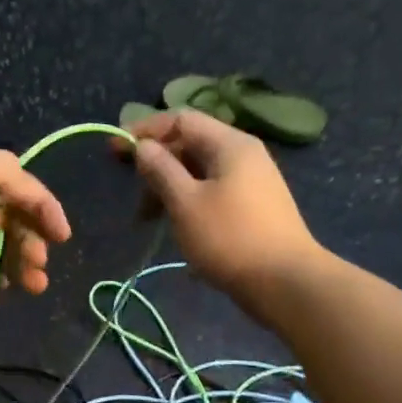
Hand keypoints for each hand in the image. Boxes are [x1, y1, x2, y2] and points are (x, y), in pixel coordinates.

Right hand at [126, 110, 319, 299]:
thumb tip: (143, 147)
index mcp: (229, 144)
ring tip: (150, 221)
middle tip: (135, 198)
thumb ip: (160, 170)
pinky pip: (212, 193)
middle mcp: (243, 155)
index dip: (145, 130)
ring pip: (199, 173)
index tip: (115, 150)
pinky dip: (188, 203)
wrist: (286, 283)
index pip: (181, 119)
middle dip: (156, 166)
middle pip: (190, 145)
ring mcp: (251, 182)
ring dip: (169, 189)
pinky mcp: (252, 208)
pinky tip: (177, 228)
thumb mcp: (185, 202)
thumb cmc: (230, 238)